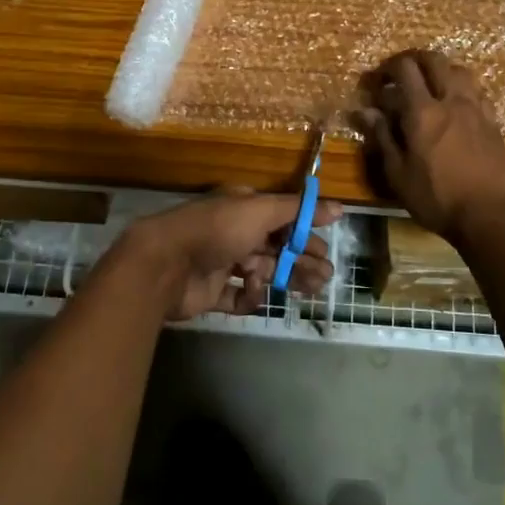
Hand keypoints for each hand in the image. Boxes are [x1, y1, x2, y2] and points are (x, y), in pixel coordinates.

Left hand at [116, 188, 342, 321]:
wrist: (165, 264)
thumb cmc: (217, 230)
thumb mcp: (260, 211)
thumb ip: (298, 210)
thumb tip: (339, 207)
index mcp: (244, 208)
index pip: (282, 219)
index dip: (305, 233)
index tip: (327, 249)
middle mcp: (234, 232)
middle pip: (276, 247)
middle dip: (301, 259)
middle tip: (326, 275)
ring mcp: (222, 262)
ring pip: (262, 271)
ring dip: (286, 278)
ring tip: (312, 290)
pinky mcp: (211, 291)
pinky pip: (238, 295)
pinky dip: (250, 297)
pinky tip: (258, 296)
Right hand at [357, 50, 504, 243]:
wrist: (488, 215)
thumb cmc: (436, 198)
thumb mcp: (398, 173)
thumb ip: (382, 136)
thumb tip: (364, 110)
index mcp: (423, 111)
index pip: (405, 68)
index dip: (387, 68)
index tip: (377, 82)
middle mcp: (451, 100)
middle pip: (434, 60)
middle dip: (414, 59)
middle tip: (401, 73)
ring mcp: (476, 108)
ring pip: (460, 70)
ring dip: (441, 70)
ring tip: (430, 85)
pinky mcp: (493, 121)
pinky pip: (477, 91)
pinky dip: (461, 88)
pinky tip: (455, 105)